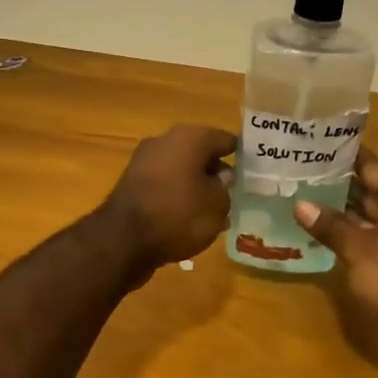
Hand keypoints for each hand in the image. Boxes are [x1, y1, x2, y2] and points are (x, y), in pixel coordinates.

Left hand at [96, 124, 237, 277]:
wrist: (123, 240)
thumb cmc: (179, 215)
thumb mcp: (216, 204)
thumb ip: (225, 187)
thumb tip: (221, 176)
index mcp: (189, 137)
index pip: (224, 139)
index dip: (241, 154)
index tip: (253, 170)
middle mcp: (165, 141)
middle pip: (200, 152)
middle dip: (217, 170)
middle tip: (235, 193)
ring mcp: (144, 161)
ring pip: (181, 168)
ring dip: (197, 184)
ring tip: (215, 211)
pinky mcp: (132, 183)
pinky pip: (165, 184)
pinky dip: (178, 195)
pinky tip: (189, 218)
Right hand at [294, 152, 377, 335]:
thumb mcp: (358, 249)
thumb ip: (330, 224)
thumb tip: (300, 204)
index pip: (371, 165)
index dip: (342, 157)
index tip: (314, 147)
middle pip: (373, 188)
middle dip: (339, 184)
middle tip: (301, 174)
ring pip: (374, 214)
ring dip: (345, 210)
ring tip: (307, 200)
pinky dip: (356, 232)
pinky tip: (328, 234)